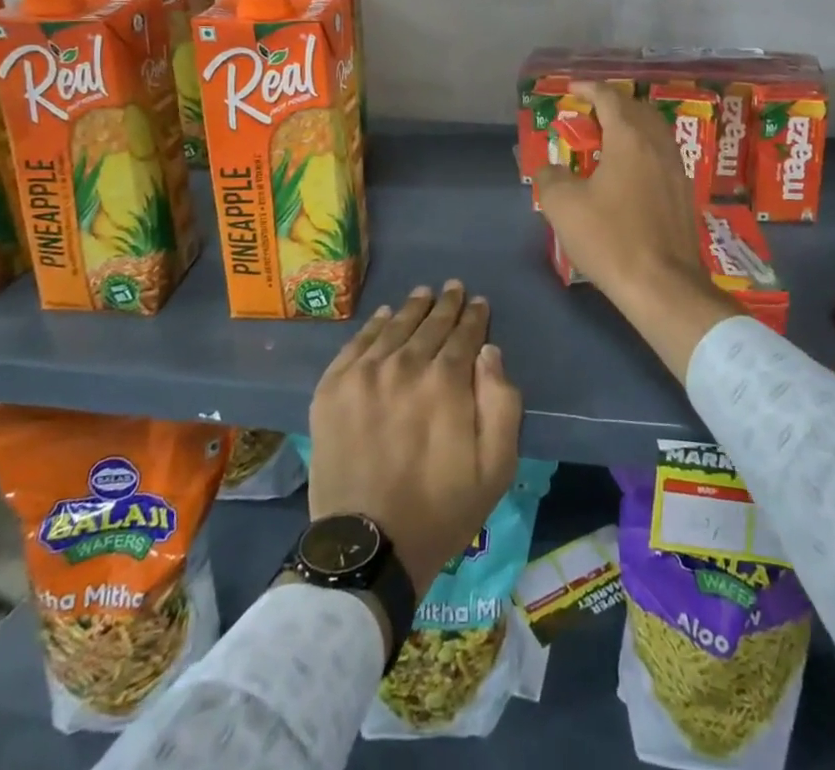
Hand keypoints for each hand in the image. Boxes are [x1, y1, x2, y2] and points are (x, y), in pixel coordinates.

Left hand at [307, 282, 521, 597]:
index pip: (464, 334)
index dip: (474, 316)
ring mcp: (364, 374)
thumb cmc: (441, 510)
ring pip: (394, 327)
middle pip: (430, 324)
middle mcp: (404, 365)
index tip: (479, 302)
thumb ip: (502, 403)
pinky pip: (357, 343)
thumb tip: (489, 352)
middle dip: (446, 304)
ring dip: (412, 308)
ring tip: (424, 293)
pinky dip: (374, 325)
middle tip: (453, 287)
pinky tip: (384, 315)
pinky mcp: (332, 388)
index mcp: (445, 382)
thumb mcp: (495, 467)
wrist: (367, 546)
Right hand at [534, 82, 739, 379]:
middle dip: (612, 104)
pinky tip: (630, 168)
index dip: (589, 89)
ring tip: (608, 136)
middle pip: (637, 109)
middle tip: (588, 112)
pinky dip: (643, 147)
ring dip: (631, 124)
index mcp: (629, 139)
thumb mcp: (563, 206)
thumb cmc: (610, 238)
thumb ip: (551, 177)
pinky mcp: (684, 193)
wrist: (662, 285)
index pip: (609, 99)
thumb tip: (550, 169)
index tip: (571, 89)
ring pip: (654, 130)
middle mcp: (658, 145)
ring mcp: (676, 169)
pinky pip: (662, 153)